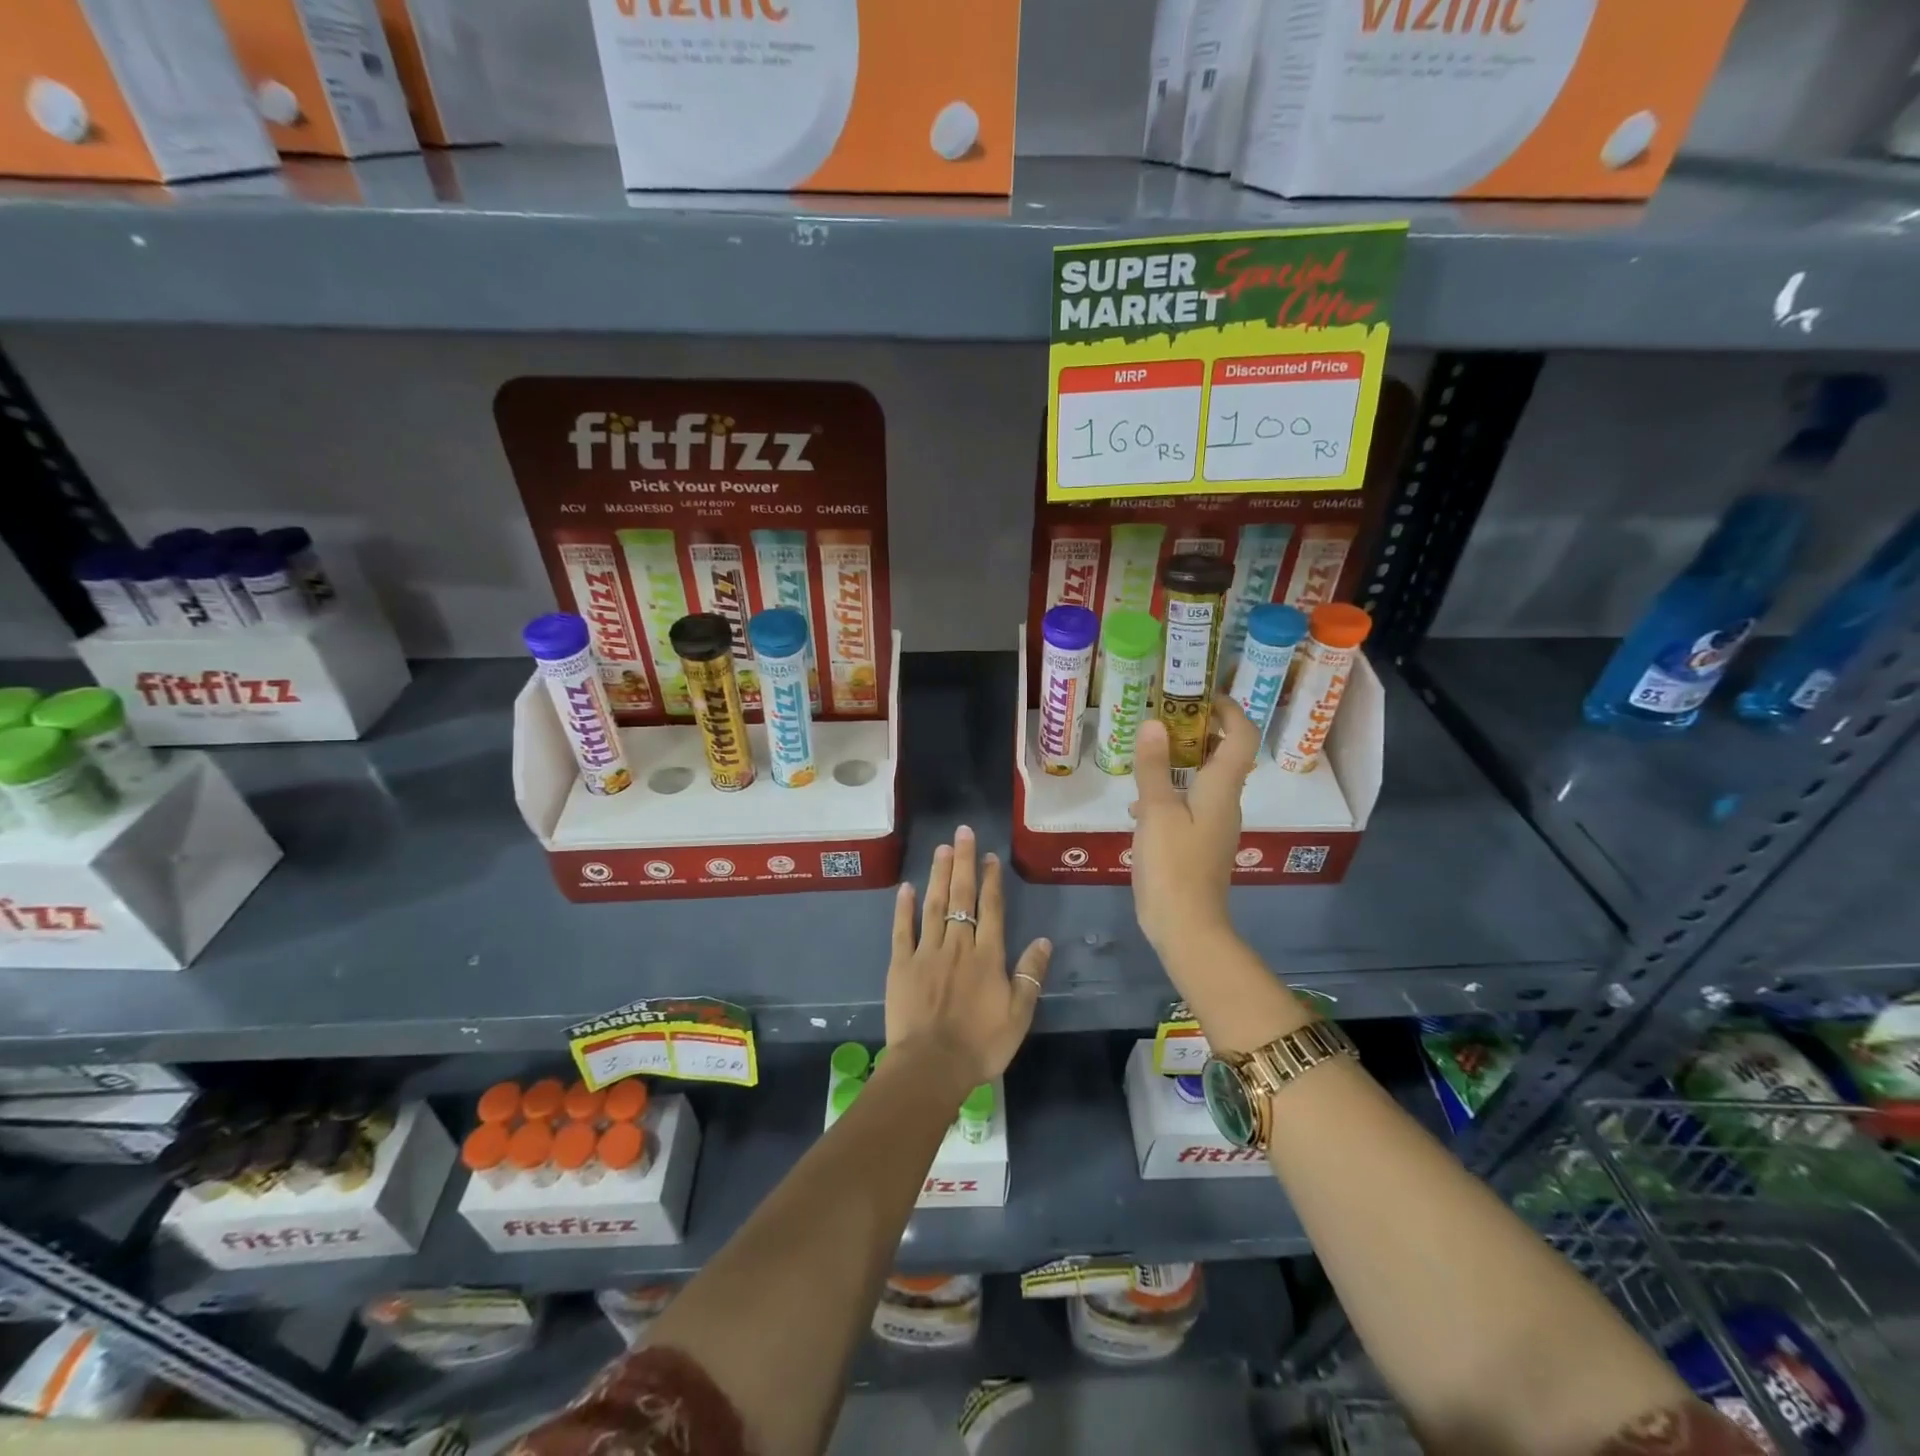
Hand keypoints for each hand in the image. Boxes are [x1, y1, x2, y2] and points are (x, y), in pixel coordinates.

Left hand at [885, 826, 1051, 1093]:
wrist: (932, 1066)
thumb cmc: (981, 1044)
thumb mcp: (1019, 1014)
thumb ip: (1030, 975)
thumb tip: (1044, 941)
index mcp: (987, 956)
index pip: (992, 909)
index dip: (991, 880)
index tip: (990, 856)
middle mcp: (958, 945)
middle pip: (962, 897)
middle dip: (964, 863)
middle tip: (963, 832)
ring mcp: (927, 952)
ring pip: (934, 905)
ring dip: (939, 875)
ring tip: (942, 848)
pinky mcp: (901, 964)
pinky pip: (903, 930)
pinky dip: (905, 907)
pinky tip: (907, 887)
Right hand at [1128, 694, 1259, 955]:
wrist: (1186, 925)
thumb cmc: (1174, 864)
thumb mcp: (1157, 811)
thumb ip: (1154, 767)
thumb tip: (1155, 723)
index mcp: (1222, 788)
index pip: (1240, 736)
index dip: (1228, 709)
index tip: (1200, 694)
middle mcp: (1225, 801)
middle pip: (1223, 754)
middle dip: (1197, 730)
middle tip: (1162, 716)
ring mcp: (1213, 824)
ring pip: (1203, 779)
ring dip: (1179, 761)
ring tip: (1145, 753)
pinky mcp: (1199, 842)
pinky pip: (1189, 803)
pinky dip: (1169, 791)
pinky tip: (1139, 804)